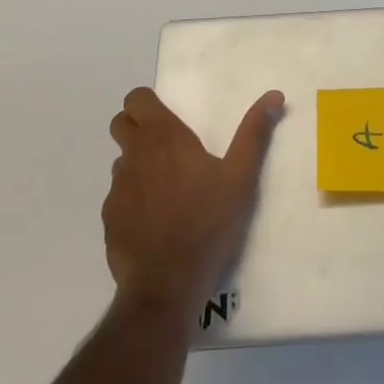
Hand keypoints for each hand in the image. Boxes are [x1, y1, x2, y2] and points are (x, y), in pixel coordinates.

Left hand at [104, 87, 285, 315]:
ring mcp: (116, 190)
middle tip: (167, 146)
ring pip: (121, 162)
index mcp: (163, 138)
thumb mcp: (240, 177)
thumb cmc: (207, 224)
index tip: (168, 117)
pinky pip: (118, 198)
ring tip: (167, 188)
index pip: (136, 99)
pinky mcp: (109, 221)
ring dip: (138, 165)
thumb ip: (254, 133)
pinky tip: (155, 222)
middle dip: (137, 127)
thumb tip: (274, 95)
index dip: (147, 103)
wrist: (166, 288)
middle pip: (121, 124)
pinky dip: (133, 200)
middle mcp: (133, 156)